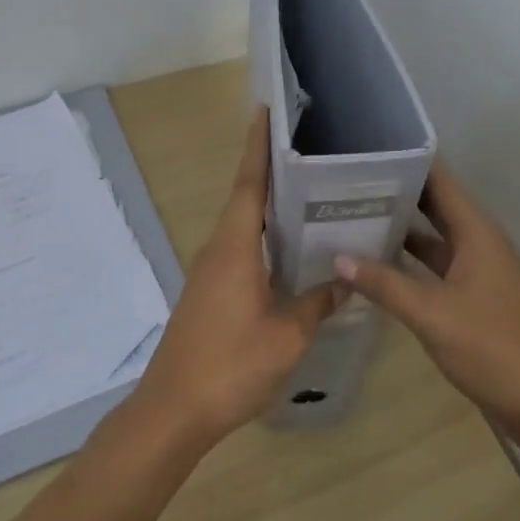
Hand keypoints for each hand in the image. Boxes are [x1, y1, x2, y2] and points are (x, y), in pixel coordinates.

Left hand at [129, 107, 344, 444]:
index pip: (249, 184)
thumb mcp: (287, 335)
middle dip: (270, 171)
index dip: (258, 147)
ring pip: (242, 227)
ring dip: (268, 208)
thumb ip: (317, 303)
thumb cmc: (231, 365)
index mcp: (234, 248)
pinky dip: (263, 240)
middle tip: (309, 151)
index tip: (265, 111)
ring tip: (308, 195)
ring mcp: (209, 273)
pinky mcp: (208, 293)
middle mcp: (217, 250)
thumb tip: (345, 282)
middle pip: (245, 199)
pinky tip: (289, 253)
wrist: (174, 409)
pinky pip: (239, 251)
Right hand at [334, 163, 519, 431]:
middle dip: (397, 191)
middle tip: (349, 179)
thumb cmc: (491, 348)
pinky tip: (376, 263)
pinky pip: (436, 265)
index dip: (409, 160)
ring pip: (434, 236)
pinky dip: (409, 260)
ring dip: (401, 227)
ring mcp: (478, 270)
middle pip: (435, 204)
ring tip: (353, 214)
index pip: (440, 180)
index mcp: (477, 233)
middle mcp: (479, 242)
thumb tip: (338, 257)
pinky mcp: (473, 296)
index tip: (369, 147)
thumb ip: (384, 284)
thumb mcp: (432, 314)